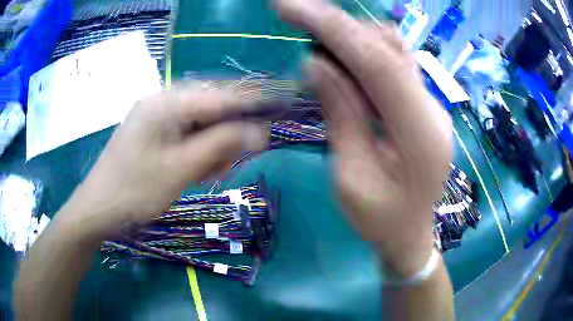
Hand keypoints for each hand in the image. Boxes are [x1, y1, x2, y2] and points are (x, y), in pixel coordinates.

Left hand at [60, 87, 267, 237]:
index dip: (250, 106)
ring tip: (209, 174)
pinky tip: (195, 171)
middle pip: (210, 108)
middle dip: (226, 134)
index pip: (220, 95)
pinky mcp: (152, 131)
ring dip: (211, 147)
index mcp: (167, 102)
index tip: (273, 118)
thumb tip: (259, 130)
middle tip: (230, 164)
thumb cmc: (136, 190)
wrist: (98, 208)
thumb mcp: (182, 168)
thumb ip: (222, 144)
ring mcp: (155, 116)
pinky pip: (184, 134)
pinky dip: (195, 151)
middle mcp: (162, 101)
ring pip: (199, 124)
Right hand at [276, 0, 451, 274]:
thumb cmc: (381, 222)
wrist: (411, 236)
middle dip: (339, 24)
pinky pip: (393, 65)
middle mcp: (431, 109)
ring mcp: (430, 105)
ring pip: (393, 50)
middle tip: (296, 11)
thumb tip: (316, 64)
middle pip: (388, 48)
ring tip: (313, 32)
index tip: (294, 7)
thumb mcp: (351, 179)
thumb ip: (341, 116)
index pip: (378, 62)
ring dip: (351, 35)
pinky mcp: (422, 106)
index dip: (335, 28)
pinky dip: (363, 52)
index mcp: (420, 134)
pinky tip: (338, 55)